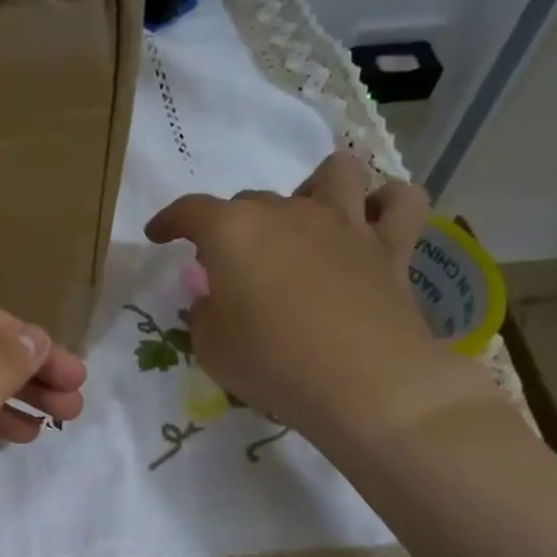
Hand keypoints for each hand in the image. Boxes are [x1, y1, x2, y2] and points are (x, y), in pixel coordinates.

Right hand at [147, 151, 501, 452]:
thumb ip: (204, 314)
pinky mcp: (390, 247)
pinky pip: (398, 202)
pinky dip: (384, 206)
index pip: (190, 211)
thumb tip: (213, 298)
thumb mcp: (211, 349)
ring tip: (305, 223)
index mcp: (234, 233)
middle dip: (234, 225)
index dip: (169, 221)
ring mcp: (345, 224)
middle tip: (231, 265)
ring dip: (314, 190)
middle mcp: (288, 213)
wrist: (361, 383)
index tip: (158, 235)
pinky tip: (370, 225)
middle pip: (253, 199)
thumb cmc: (271, 363)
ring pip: (334, 174)